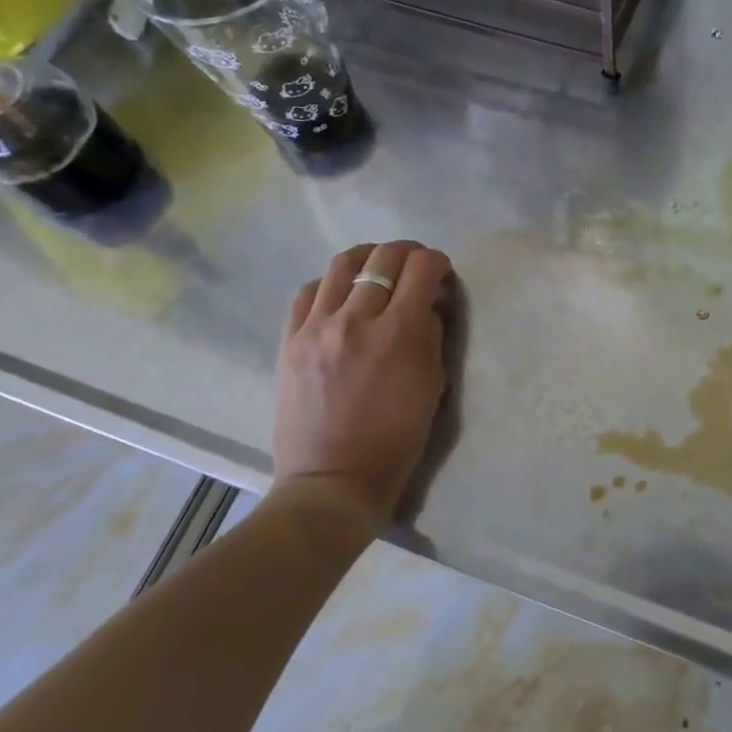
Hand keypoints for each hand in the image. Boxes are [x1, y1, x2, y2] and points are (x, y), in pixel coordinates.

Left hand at [271, 240, 452, 533]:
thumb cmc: (397, 437)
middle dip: (408, 253)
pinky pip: (309, 292)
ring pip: (342, 264)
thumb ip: (432, 334)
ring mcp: (317, 327)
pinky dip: (332, 284)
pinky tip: (341, 296)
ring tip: (377, 269)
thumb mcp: (433, 384)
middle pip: (383, 257)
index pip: (422, 268)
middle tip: (415, 266)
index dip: (438, 262)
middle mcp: (357, 319)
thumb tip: (428, 303)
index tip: (442, 273)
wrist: (333, 478)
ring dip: (368, 258)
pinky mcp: (290, 340)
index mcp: (399, 333)